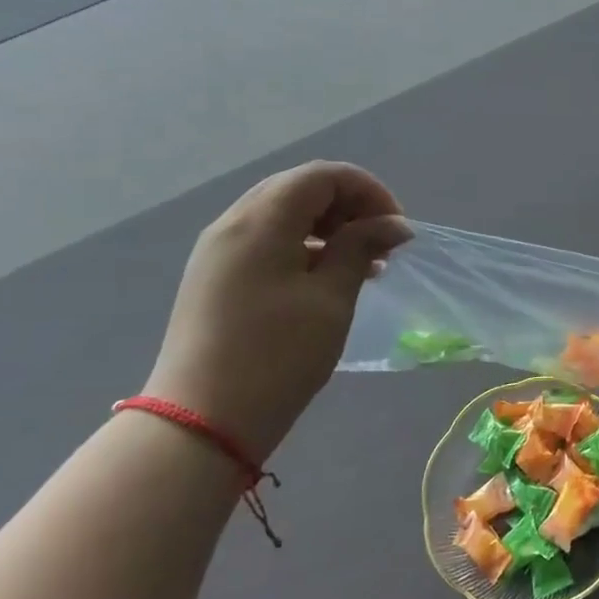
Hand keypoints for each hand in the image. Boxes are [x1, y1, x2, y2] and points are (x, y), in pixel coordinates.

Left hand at [142, 162, 410, 460]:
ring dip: (326, 225)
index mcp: (260, 221)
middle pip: (299, 188)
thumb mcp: (332, 298)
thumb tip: (392, 223)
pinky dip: (302, 244)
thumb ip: (361, 247)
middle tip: (381, 242)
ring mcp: (217, 250)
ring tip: (361, 262)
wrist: (202, 423)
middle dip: (348, 205)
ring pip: (281, 213)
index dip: (368, 190)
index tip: (396, 228)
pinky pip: (264, 239)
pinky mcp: (213, 276)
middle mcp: (232, 223)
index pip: (322, 175)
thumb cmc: (277, 356)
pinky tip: (325, 276)